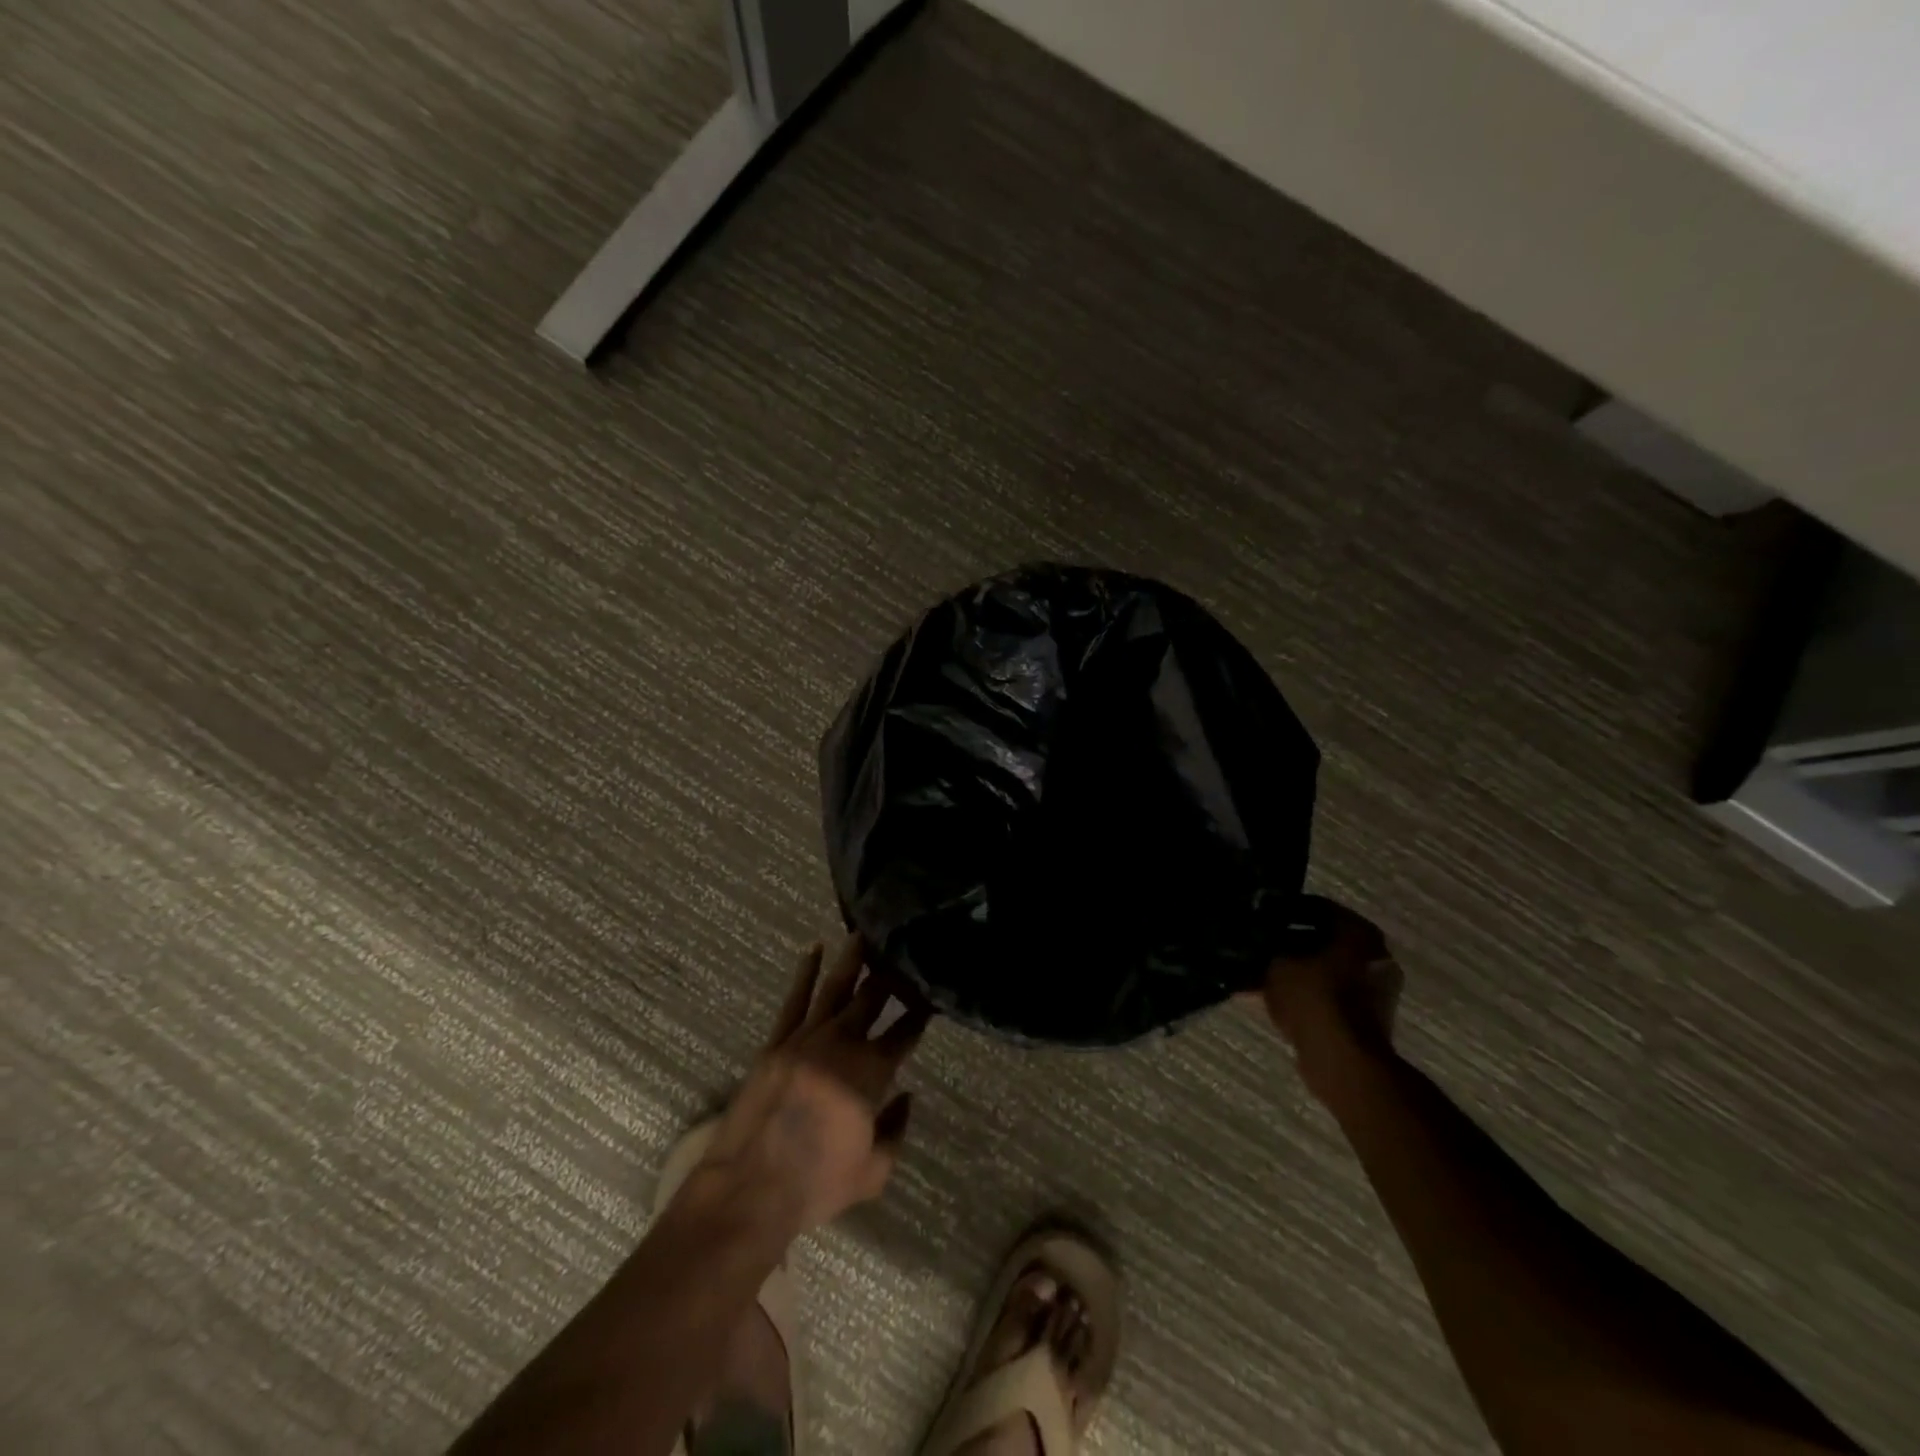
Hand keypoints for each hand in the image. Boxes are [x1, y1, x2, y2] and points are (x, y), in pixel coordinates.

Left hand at [691, 935, 930, 1235]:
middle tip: (902, 950)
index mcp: (870, 1073)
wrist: (748, 1190)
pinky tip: (815, 949)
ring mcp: (805, 1038)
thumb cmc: (816, 1185)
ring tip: (865, 933)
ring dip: (853, 960)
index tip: (932, 996)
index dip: (920, 1014)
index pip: (904, 1033)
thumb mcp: (873, 1172)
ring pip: (835, 988)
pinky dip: (805, 972)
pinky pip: (794, 1000)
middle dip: (890, 975)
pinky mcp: (776, 1042)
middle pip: (872, 999)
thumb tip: (907, 1096)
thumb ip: (896, 1130)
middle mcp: (841, 1044)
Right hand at [1245, 901, 1401, 1103]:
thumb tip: (1252, 939)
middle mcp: (1374, 954)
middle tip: (1257, 944)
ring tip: (1257, 973)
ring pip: (1324, 968)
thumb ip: (1266, 948)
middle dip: (1288, 943)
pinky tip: (1269, 997)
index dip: (1284, 909)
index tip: (1259, 915)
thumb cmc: (1313, 999)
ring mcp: (1375, 988)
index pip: (1317, 907)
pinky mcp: (1367, 1016)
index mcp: (1360, 932)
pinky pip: (1328, 994)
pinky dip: (1304, 993)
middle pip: (1322, 939)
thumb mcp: (1276, 964)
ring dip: (1294, 970)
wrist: (1343, 1060)